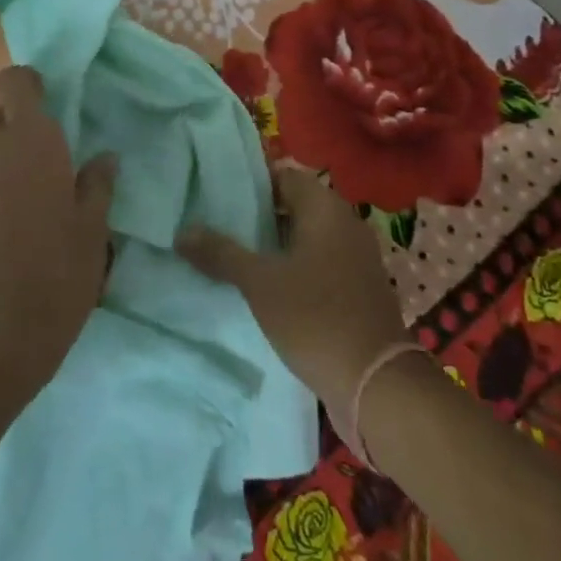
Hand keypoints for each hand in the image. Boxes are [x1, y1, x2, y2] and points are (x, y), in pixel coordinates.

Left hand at [0, 66, 117, 405]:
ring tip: (25, 197)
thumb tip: (104, 158)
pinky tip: (2, 220)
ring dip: (1, 157)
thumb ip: (97, 185)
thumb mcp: (92, 230)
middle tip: (47, 164)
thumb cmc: (57, 274)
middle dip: (20, 127)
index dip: (30, 85)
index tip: (49, 106)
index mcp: (32, 140)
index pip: (16, 81)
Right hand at [178, 168, 408, 406]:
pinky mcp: (357, 289)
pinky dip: (292, 267)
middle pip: (294, 206)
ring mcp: (355, 258)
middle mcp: (345, 225)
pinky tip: (264, 285)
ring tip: (231, 254)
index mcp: (326, 210)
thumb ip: (220, 253)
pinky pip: (318, 263)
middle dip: (257, 215)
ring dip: (273, 244)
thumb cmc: (316, 318)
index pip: (284, 176)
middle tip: (216, 224)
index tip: (217, 195)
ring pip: (305, 237)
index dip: (251, 183)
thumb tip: (182, 232)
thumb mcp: (259, 283)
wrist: (377, 385)